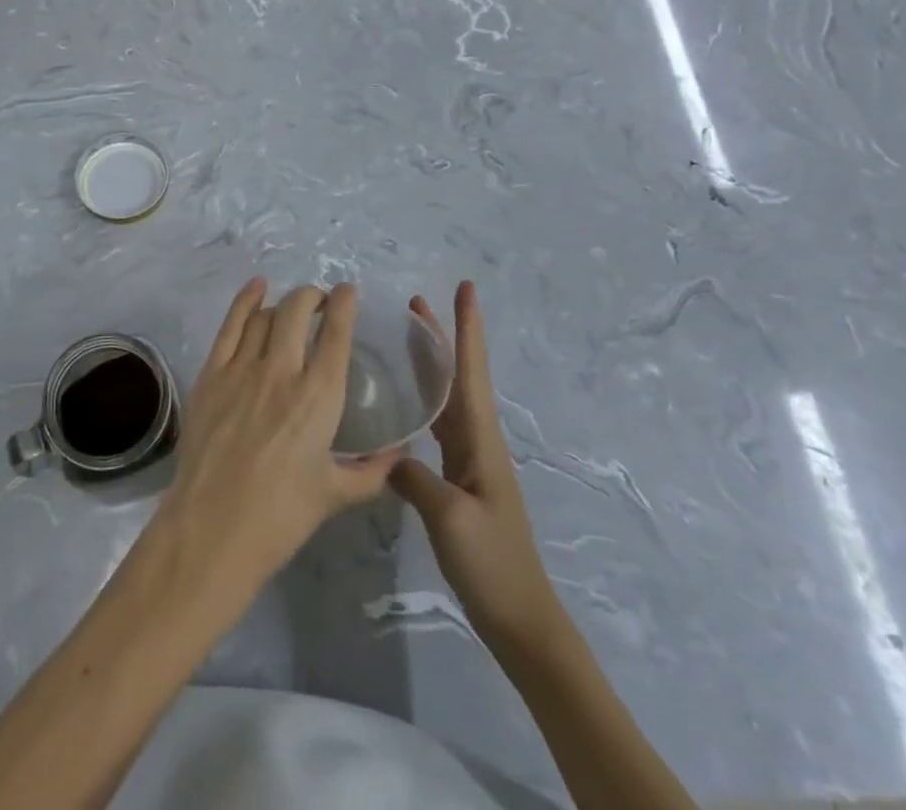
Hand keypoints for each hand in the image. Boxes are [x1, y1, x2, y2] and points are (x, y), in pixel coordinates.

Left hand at [152, 280, 399, 609]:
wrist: (212, 530)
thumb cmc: (280, 517)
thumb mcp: (335, 495)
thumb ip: (372, 471)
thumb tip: (400, 454)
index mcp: (319, 397)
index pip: (336, 333)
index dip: (345, 304)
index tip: (349, 292)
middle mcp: (282, 371)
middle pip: (298, 310)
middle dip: (313, 296)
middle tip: (320, 303)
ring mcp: (242, 368)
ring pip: (266, 314)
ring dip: (283, 303)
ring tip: (292, 308)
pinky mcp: (211, 373)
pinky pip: (231, 324)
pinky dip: (245, 300)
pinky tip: (255, 288)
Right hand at [391, 282, 566, 652]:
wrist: (520, 618)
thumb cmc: (492, 562)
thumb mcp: (449, 516)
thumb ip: (413, 476)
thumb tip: (385, 449)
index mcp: (480, 438)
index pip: (472, 370)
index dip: (468, 328)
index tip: (466, 288)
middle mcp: (477, 439)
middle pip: (458, 374)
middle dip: (442, 336)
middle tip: (415, 302)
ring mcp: (469, 459)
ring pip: (447, 397)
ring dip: (430, 364)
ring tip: (404, 338)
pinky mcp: (457, 479)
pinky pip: (438, 425)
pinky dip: (422, 401)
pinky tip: (402, 402)